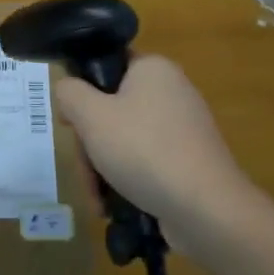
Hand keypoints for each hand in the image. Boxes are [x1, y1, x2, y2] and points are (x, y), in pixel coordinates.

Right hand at [53, 54, 251, 233]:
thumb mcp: (91, 116)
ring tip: (98, 198)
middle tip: (84, 168)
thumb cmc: (144, 150)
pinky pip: (147, 160)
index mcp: (153, 69)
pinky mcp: (190, 160)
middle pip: (112, 108)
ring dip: (104, 167)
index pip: (107, 66)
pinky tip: (115, 205)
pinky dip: (128, 179)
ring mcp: (184, 128)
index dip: (81, 91)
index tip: (70, 122)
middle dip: (91, 143)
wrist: (206, 209)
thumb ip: (69, 93)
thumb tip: (67, 90)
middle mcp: (172, 91)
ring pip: (126, 138)